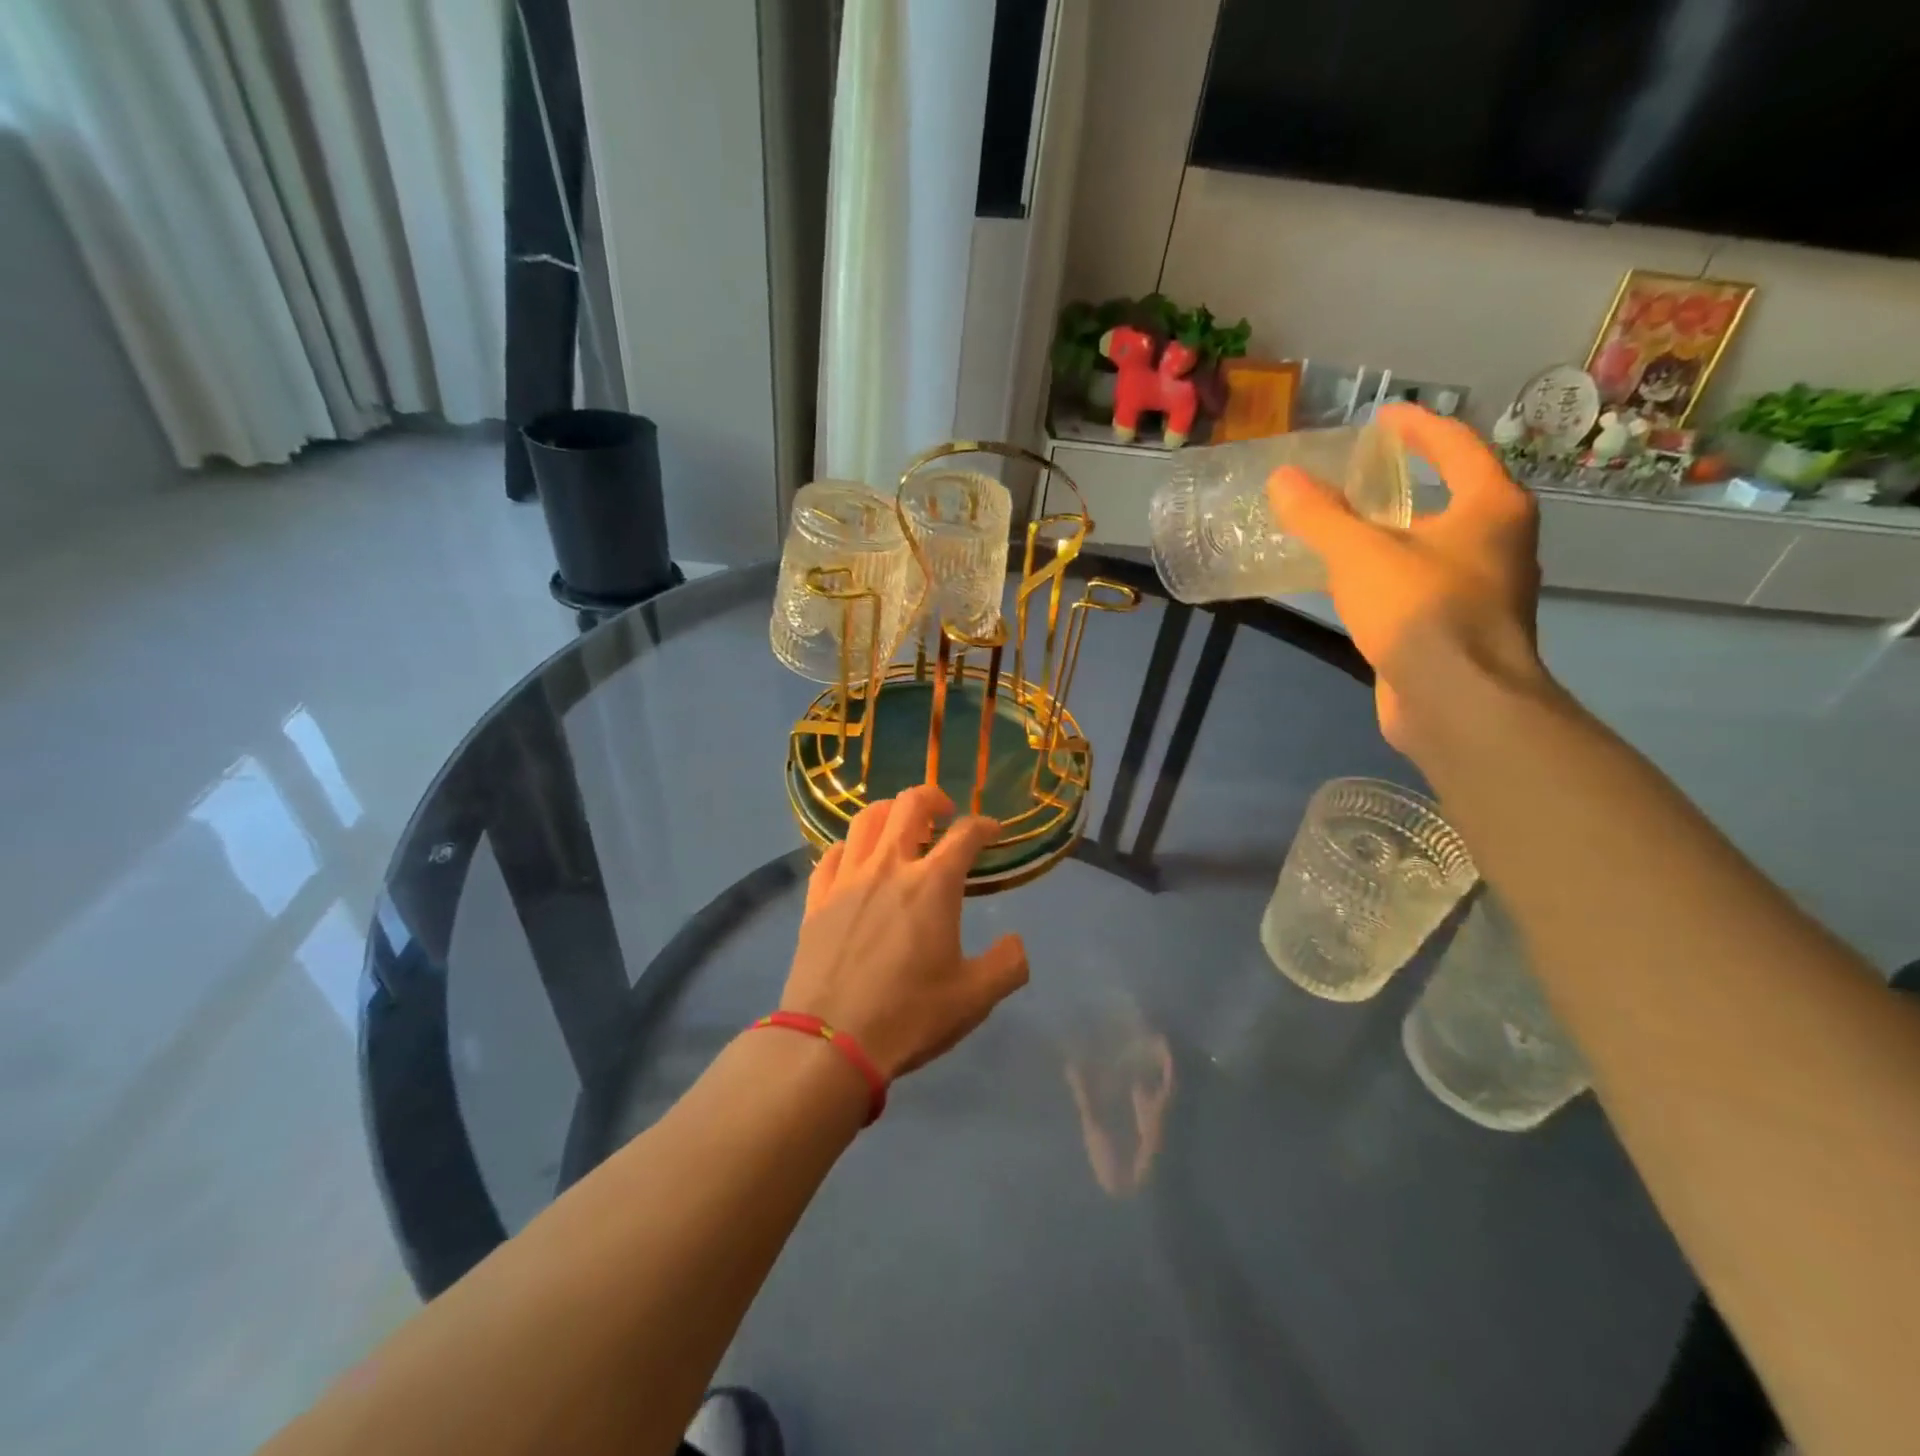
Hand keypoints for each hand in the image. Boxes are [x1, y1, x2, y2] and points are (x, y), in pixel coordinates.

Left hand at [782, 784, 1029, 1079]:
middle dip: (933, 797)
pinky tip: (856, 859)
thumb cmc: (909, 1016)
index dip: (984, 826)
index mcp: (933, 884)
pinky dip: (850, 846)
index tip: (992, 832)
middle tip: (945, 813)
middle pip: (909, 805)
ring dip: (889, 812)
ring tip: (900, 826)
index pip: (965, 834)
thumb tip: (1016, 942)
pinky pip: (831, 854)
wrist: (830, 1042)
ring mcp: (847, 879)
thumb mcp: (975, 998)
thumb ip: (1007, 965)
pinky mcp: (816, 899)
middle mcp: (889, 867)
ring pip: (865, 820)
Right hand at [1266, 402, 1547, 756]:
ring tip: (1342, 525)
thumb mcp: (1360, 554)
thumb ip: (1320, 515)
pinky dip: (1384, 573)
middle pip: (1448, 495)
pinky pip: (1415, 584)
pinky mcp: (1455, 629)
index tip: (1380, 417)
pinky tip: (1348, 582)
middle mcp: (1497, 542)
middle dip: (1402, 482)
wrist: (1456, 703)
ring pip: (1430, 545)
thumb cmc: (1420, 612)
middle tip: (1354, 472)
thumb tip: (1282, 478)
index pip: (1456, 446)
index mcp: (1490, 507)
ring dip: (1390, 532)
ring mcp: (1480, 589)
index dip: (1416, 426)